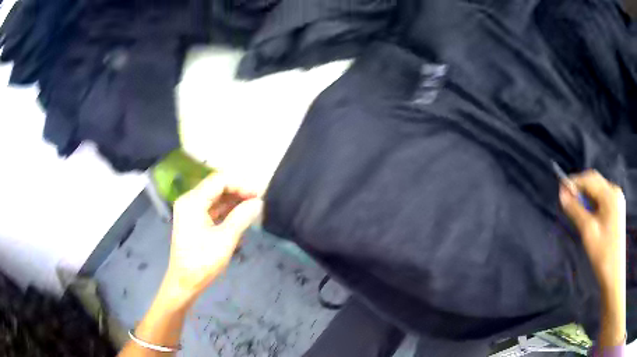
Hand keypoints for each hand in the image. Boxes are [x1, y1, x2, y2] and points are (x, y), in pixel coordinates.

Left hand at [161, 173, 262, 305]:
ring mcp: (190, 210)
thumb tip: (258, 203)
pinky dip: (226, 209)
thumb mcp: (225, 240)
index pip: (219, 181)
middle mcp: (189, 201)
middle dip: (238, 191)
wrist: (184, 282)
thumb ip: (241, 218)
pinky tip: (241, 214)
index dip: (241, 185)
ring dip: (234, 200)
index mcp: (193, 201)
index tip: (258, 195)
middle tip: (258, 201)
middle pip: (216, 186)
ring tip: (253, 207)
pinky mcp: (194, 220)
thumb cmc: (202, 262)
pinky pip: (212, 208)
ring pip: (215, 197)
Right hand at [559, 170, 625, 289]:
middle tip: (568, 202)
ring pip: (599, 191)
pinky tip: (589, 216)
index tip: (561, 190)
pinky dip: (594, 204)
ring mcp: (617, 201)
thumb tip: (562, 194)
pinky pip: (603, 200)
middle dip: (581, 189)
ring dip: (587, 198)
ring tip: (577, 212)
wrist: (614, 274)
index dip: (575, 182)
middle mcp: (615, 192)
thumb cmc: (602, 253)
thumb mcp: (588, 231)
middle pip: (595, 182)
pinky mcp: (617, 210)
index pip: (590, 179)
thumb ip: (575, 210)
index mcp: (610, 195)